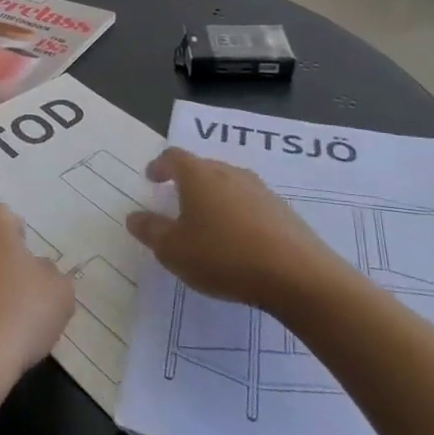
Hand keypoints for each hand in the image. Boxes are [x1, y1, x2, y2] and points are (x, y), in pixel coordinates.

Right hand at [128, 148, 338, 307]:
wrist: (299, 277)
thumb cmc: (224, 256)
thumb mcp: (174, 250)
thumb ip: (151, 231)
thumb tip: (134, 217)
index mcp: (199, 175)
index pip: (174, 157)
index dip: (160, 165)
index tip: (151, 178)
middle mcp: (230, 173)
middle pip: (203, 167)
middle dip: (187, 181)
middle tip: (176, 200)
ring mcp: (261, 191)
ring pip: (229, 185)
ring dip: (215, 198)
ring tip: (208, 222)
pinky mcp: (284, 212)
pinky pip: (252, 205)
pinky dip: (238, 215)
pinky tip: (239, 241)